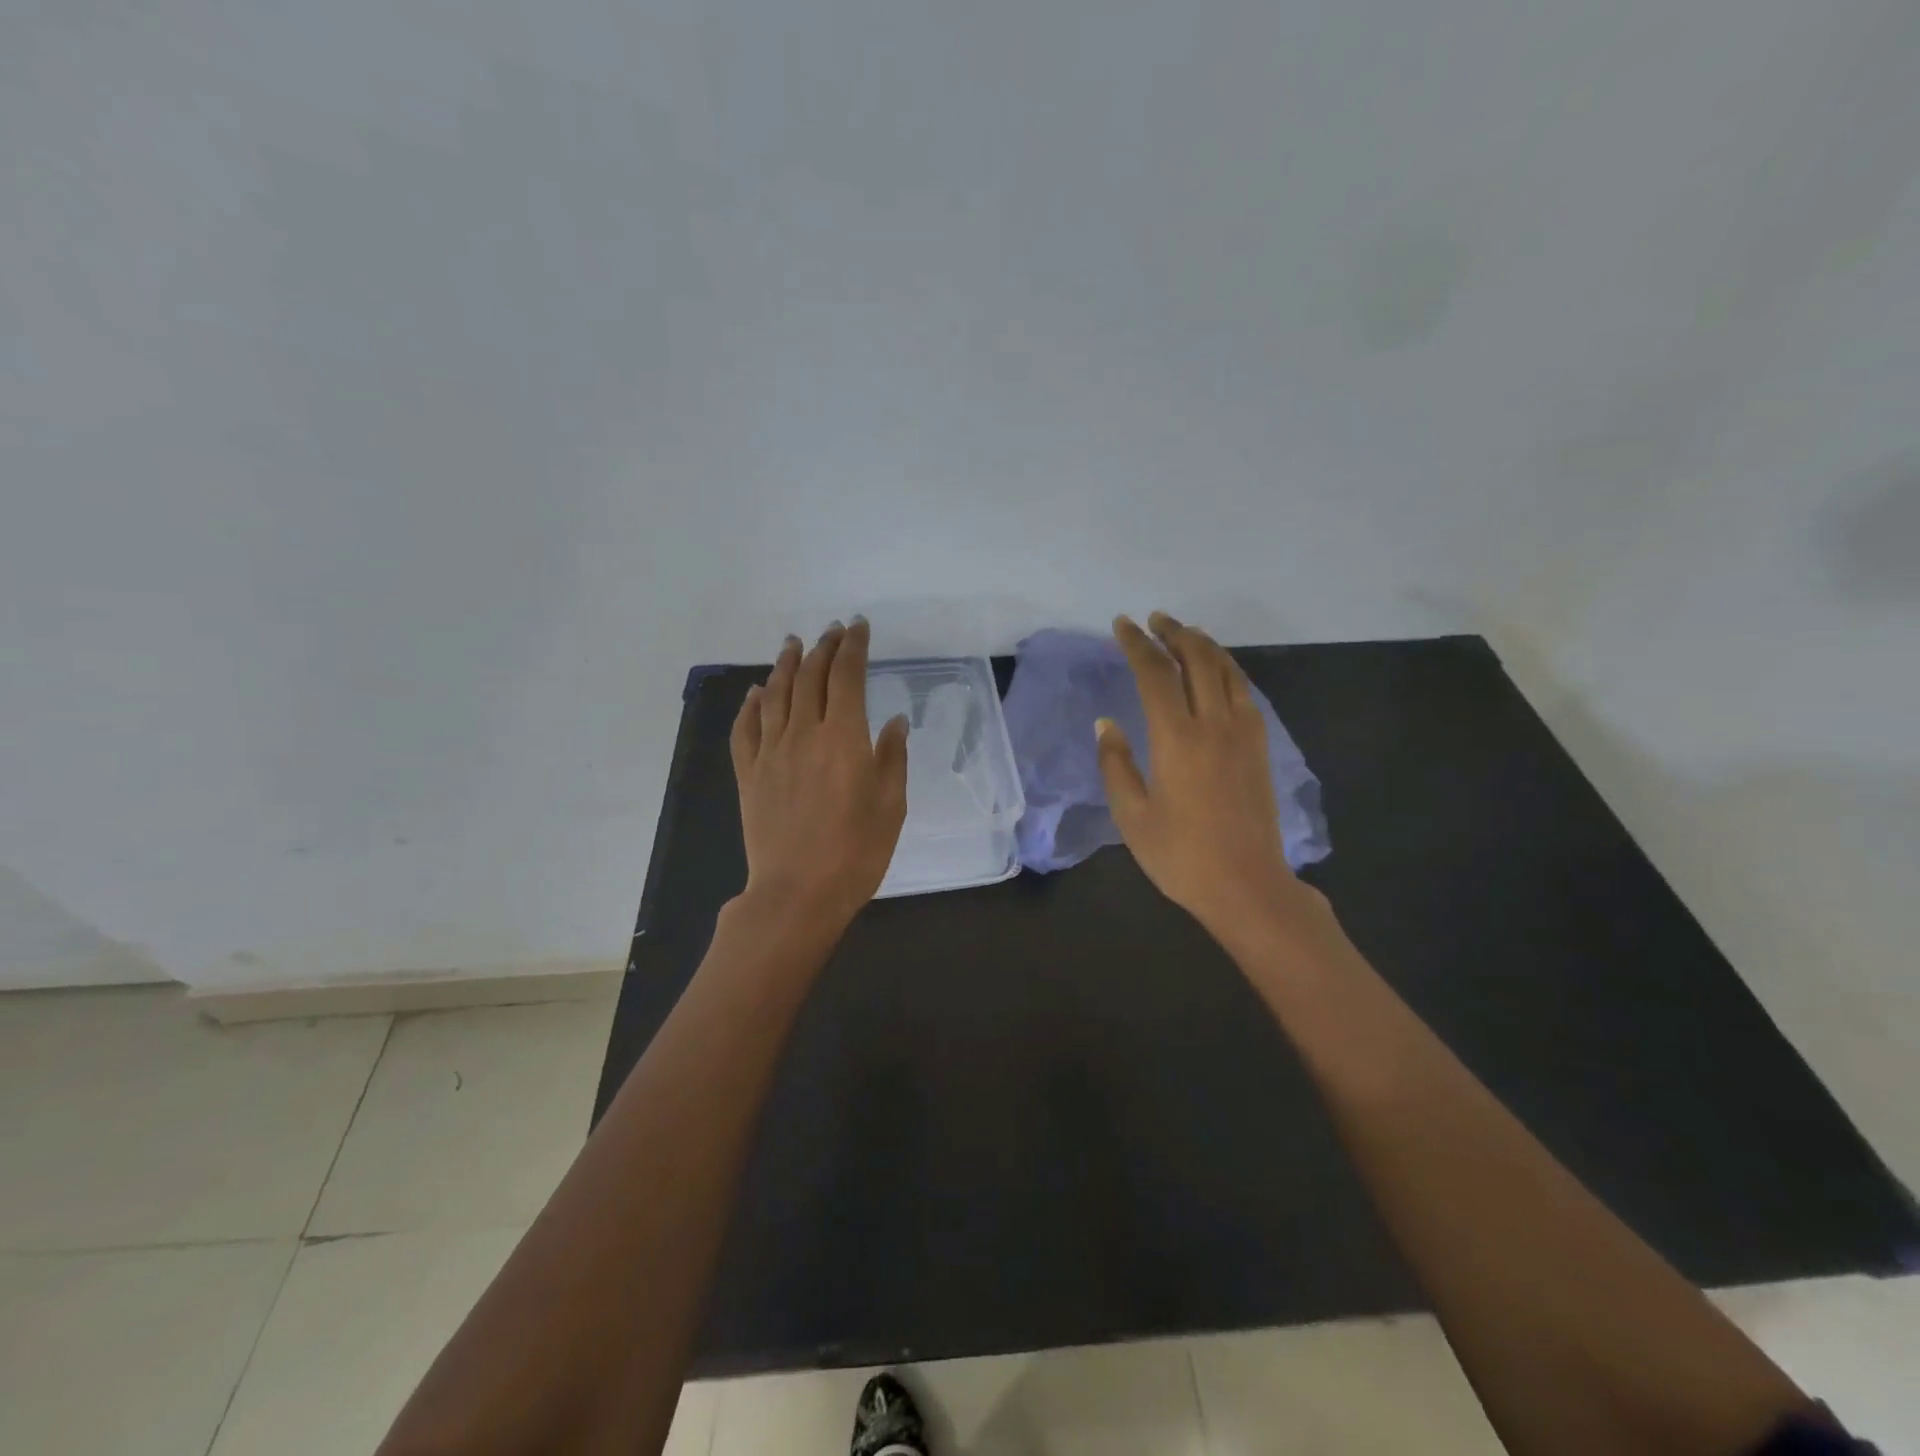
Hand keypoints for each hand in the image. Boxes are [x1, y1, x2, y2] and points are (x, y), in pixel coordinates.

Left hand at [729, 619, 909, 935]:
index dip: (853, 647)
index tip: (858, 627)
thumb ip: (892, 758)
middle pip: (810, 677)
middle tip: (831, 631)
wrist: (797, 893)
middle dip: (822, 648)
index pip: (847, 676)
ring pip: (775, 695)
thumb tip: (893, 721)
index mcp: (844, 738)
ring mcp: (771, 753)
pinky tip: (756, 693)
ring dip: (786, 665)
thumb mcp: (891, 806)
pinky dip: (751, 705)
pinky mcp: (749, 774)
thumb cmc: (856, 852)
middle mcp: (803, 734)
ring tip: (793, 644)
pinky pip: (746, 729)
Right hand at [1098, 612, 1337, 955]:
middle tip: (1153, 620)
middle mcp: (1214, 724)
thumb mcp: (1131, 815)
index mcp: (1177, 738)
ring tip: (1184, 632)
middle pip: (1197, 660)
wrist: (1247, 886)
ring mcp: (1243, 734)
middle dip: (1173, 633)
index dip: (1137, 645)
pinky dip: (1227, 669)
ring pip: (1227, 670)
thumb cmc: (1180, 856)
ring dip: (1204, 644)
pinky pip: (1244, 692)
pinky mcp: (1259, 748)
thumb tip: (1106, 723)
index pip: (1155, 674)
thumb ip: (1116, 764)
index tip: (1121, 625)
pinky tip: (1217, 672)